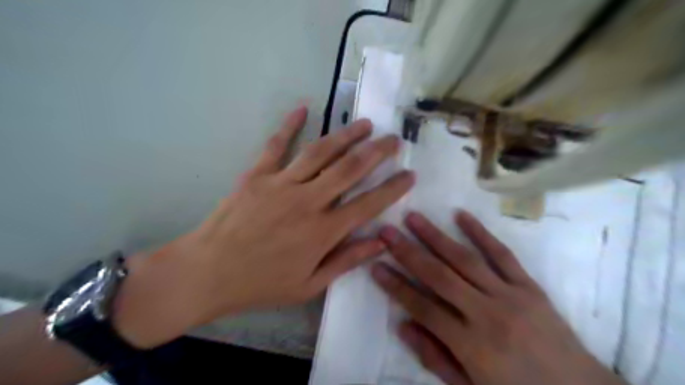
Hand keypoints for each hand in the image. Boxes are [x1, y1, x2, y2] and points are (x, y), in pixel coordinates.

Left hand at [114, 106, 414, 347]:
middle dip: (377, 152)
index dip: (393, 188)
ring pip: (321, 152)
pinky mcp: (257, 175)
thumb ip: (347, 261)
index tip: (409, 174)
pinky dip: (290, 124)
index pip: (368, 204)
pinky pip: (276, 145)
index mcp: (323, 231)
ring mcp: (281, 184)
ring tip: (365, 124)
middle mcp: (307, 201)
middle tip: (394, 139)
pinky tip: (303, 107)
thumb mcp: (309, 285)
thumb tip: (380, 243)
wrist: (208, 273)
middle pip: (350, 169)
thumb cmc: (261, 283)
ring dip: (346, 135)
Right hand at [373, 210, 624, 383]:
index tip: (375, 266)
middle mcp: (487, 314)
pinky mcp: (529, 286)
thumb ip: (435, 357)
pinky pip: (503, 255)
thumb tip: (403, 325)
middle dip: (408, 252)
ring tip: (413, 217)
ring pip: (465, 259)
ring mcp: (511, 296)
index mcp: (471, 345)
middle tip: (386, 231)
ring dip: (435, 236)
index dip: (396, 287)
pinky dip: (481, 233)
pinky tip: (461, 215)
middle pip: (439, 276)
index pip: (423, 308)